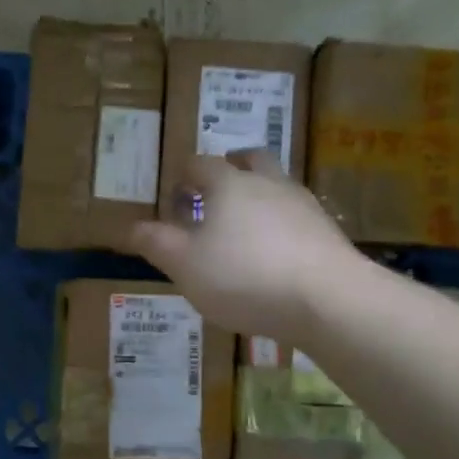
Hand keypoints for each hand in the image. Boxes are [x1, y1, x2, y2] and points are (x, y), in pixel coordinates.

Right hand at [129, 152, 360, 343]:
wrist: (329, 299)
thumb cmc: (244, 276)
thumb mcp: (185, 265)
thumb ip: (156, 243)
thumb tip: (129, 227)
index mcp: (228, 184)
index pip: (200, 163)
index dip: (183, 175)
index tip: (175, 195)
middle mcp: (268, 183)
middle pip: (249, 160)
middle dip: (230, 168)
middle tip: (215, 192)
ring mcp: (303, 205)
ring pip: (277, 185)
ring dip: (259, 195)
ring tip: (245, 226)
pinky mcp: (327, 231)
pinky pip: (297, 215)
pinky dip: (281, 224)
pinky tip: (276, 253)